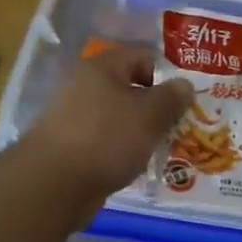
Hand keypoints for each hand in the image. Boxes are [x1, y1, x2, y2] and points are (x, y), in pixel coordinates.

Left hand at [26, 46, 192, 210]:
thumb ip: (172, 97)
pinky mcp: (72, 146)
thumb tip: (185, 84)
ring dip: (142, 131)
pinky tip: (138, 165)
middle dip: (157, 107)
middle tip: (180, 126)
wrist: (55, 184)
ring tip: (164, 149)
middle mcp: (85, 86)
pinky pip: (107, 141)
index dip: (168, 74)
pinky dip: (124, 150)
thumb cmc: (108, 138)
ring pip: (120, 117)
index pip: (143, 57)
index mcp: (103, 68)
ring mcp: (76, 117)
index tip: (187, 99)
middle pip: (131, 88)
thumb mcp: (150, 114)